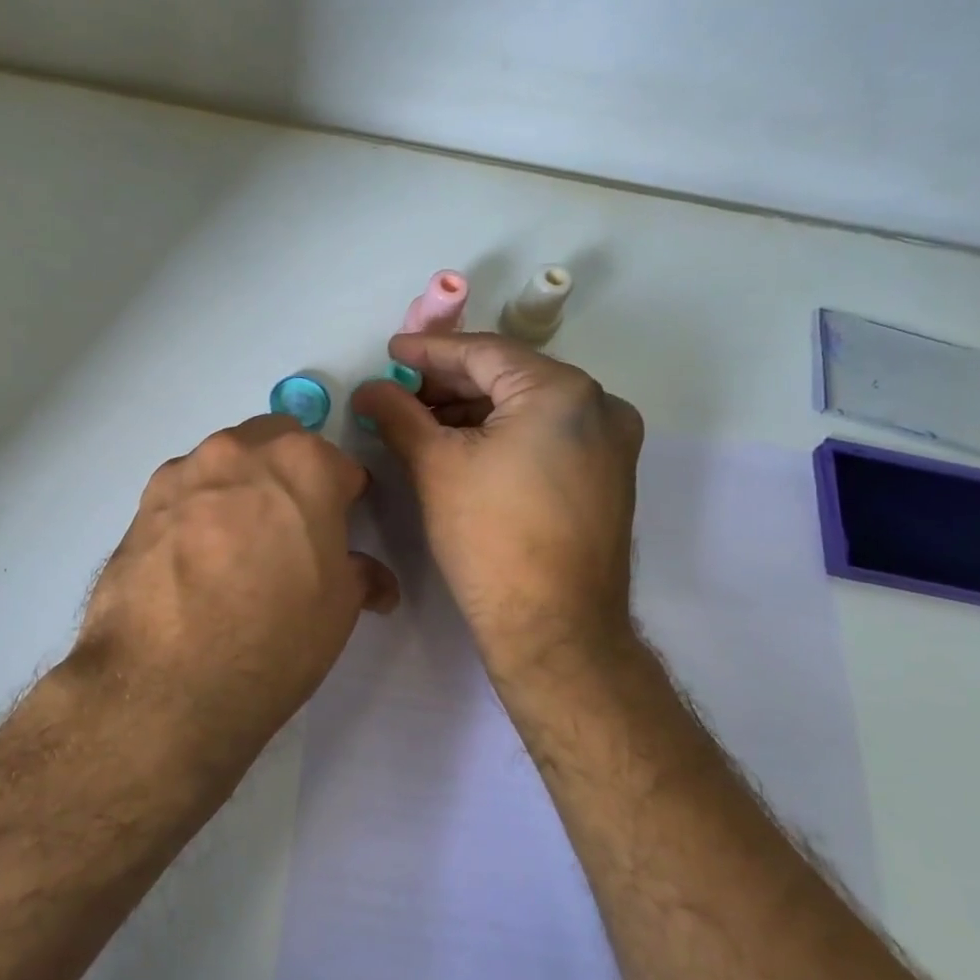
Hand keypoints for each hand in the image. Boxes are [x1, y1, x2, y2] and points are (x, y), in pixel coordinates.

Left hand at [73, 414, 398, 772]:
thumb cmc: (274, 638)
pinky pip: (184, 492)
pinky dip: (197, 510)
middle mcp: (239, 451)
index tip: (340, 530)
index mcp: (303, 464)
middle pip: (277, 443)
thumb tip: (373, 579)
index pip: (340, 466)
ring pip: (225, 462)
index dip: (346, 499)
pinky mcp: (142, 504)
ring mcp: (184, 473)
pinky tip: (194, 560)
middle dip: (290, 474)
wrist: (165, 684)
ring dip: (240, 486)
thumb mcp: (338, 609)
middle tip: (290, 529)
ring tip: (236, 547)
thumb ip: (359, 575)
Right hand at [350, 333, 643, 696]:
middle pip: (508, 376)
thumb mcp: (435, 466)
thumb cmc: (490, 538)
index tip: (390, 354)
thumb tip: (369, 389)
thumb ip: (398, 414)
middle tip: (399, 394)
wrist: (553, 628)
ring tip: (421, 423)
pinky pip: (547, 434)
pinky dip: (503, 434)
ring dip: (473, 410)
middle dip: (449, 384)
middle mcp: (599, 405)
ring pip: (528, 406)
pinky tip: (462, 446)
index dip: (429, 352)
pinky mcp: (607, 474)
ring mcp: (610, 442)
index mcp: (562, 391)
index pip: (483, 353)